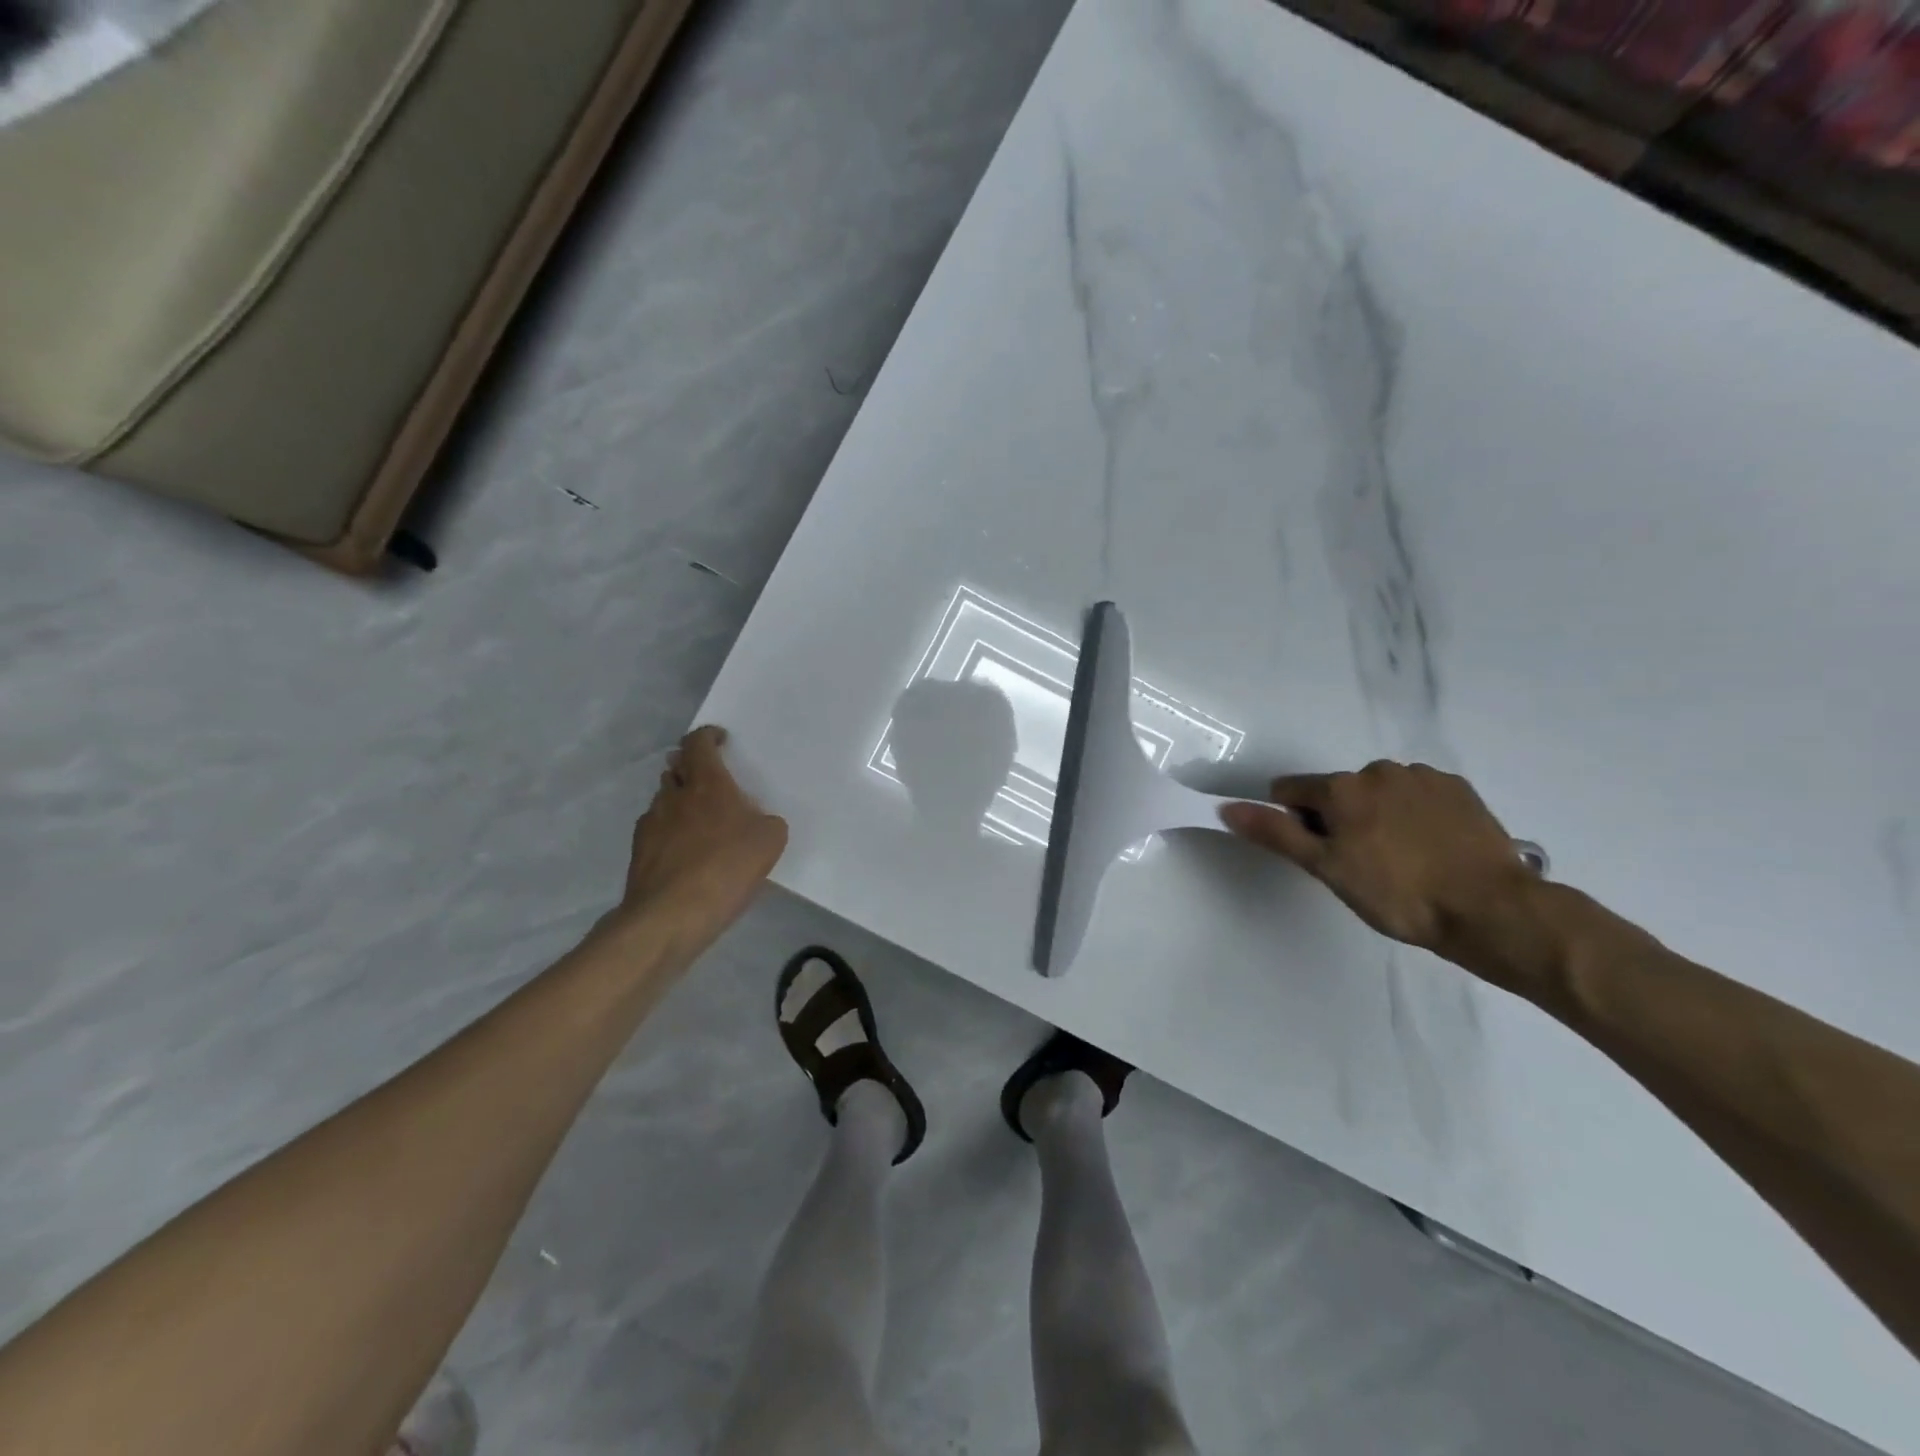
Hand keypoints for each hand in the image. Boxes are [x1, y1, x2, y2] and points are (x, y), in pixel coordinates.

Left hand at [616, 727, 788, 942]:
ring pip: (665, 799)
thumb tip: (756, 822)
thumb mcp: (770, 841)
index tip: (720, 740)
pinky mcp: (639, 852)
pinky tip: (686, 853)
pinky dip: (670, 832)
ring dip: (680, 801)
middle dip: (691, 768)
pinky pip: (657, 830)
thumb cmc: (726, 867)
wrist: (671, 915)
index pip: (699, 743)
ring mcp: (651, 823)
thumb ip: (766, 822)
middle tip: (711, 780)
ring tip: (701, 821)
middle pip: (676, 768)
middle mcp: (674, 796)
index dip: (708, 736)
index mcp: (708, 783)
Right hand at [1220, 761, 1537, 970]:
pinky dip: (1414, 815)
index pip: (1290, 791)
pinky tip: (1431, 849)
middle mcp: (1378, 770)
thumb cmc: (1397, 894)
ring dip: (1377, 816)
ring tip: (1402, 861)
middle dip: (1338, 820)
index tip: (1319, 854)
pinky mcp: (1458, 790)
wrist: (1491, 909)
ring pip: (1378, 793)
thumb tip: (1228, 807)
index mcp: (1341, 787)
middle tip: (1361, 865)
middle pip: (1337, 792)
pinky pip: (1418, 795)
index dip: (1294, 822)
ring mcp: (1422, 777)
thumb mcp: (1326, 869)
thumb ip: (1276, 834)